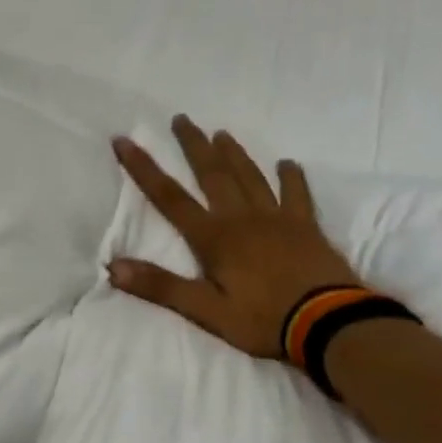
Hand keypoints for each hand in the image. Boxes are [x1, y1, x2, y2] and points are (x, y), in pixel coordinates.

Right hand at [108, 114, 359, 360]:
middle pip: (212, 174)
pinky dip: (291, 177)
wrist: (329, 324)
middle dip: (193, 145)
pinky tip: (287, 164)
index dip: (144, 168)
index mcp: (214, 237)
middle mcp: (242, 218)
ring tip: (221, 133)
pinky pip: (297, 194)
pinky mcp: (306, 227)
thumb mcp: (206, 311)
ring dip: (233, 154)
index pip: (170, 197)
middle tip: (181, 118)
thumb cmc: (262, 319)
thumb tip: (113, 266)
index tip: (125, 140)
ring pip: (250, 176)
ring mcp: (277, 219)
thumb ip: (160, 286)